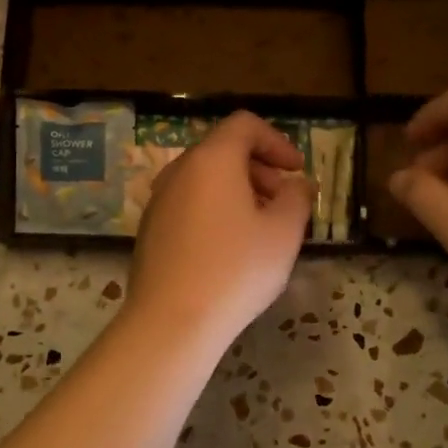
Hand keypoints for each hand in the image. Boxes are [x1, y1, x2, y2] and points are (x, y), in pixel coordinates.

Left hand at [125, 111, 312, 349]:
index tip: (296, 171)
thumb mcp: (284, 232)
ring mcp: (159, 201)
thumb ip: (297, 198)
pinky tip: (230, 249)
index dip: (276, 141)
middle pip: (223, 150)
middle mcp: (179, 171)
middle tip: (283, 200)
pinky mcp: (150, 230)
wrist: (171, 322)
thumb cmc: (236, 269)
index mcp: (212, 160)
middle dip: (260, 168)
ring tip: (261, 227)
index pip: (244, 125)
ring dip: (238, 191)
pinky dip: (215, 210)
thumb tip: (297, 185)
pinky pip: (189, 204)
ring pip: (205, 179)